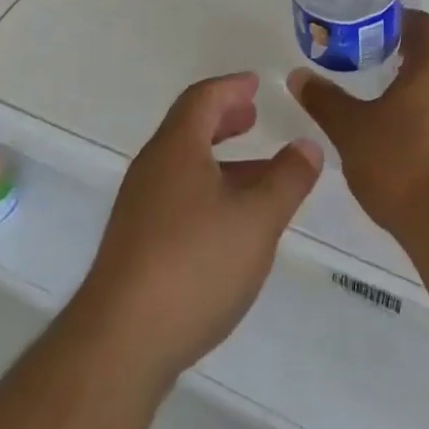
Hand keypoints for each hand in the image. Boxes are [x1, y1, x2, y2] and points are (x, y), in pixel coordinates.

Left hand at [72, 73, 321, 389]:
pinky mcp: (135, 246)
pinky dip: (208, 190)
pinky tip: (229, 223)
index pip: (203, 99)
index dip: (231, 87)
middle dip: (224, 119)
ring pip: (184, 167)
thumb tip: (308, 145)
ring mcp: (139, 209)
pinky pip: (177, 197)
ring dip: (221, 160)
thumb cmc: (194, 265)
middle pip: (189, 129)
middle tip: (253, 116)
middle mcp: (152, 169)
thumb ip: (288, 179)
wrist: (120, 345)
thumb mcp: (257, 219)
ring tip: (257, 173)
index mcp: (177, 149)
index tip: (256, 84)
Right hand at [287, 9, 428, 238]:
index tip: (373, 33)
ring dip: (424, 91)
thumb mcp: (351, 130)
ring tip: (390, 109)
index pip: (423, 23)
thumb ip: (325, 100)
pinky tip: (413, 146)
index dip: (399, 22)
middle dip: (408, 57)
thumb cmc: (400, 164)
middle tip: (374, 68)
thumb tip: (298, 76)